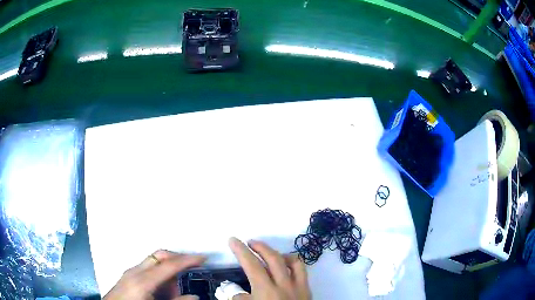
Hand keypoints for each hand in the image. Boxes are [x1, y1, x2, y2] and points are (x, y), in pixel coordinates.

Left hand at [104, 250, 205, 299]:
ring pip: (154, 262)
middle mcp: (135, 271)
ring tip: (173, 291)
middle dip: (177, 259)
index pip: (169, 265)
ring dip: (168, 271)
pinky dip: (159, 276)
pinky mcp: (128, 277)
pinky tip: (161, 291)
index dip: (188, 260)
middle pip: (159, 256)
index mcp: (143, 281)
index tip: (203, 257)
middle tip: (192, 269)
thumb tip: (194, 296)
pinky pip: (147, 270)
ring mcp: (130, 273)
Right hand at [228, 237, 310, 299]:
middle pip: (272, 258)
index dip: (240, 250)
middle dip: (259, 247)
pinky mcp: (307, 290)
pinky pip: (302, 270)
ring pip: (292, 261)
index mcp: (266, 291)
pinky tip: (286, 265)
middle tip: (249, 242)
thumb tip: (235, 291)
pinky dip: (293, 262)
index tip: (232, 240)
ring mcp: (298, 286)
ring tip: (267, 252)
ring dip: (278, 253)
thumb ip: (239, 299)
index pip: (251, 265)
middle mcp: (284, 285)